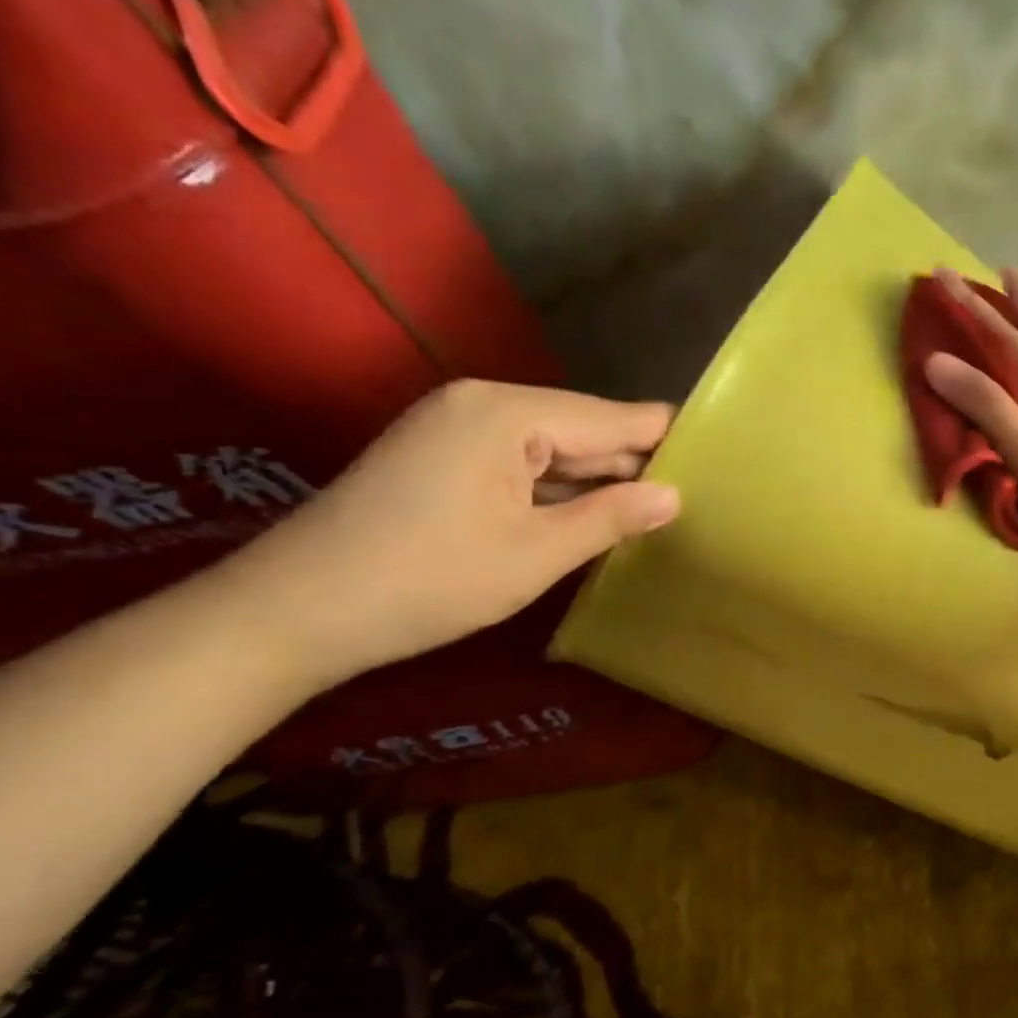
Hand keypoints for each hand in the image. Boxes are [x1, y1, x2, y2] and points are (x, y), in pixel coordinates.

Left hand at [221, 380, 679, 686]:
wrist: (294, 613)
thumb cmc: (427, 581)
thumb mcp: (535, 554)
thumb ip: (611, 517)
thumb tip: (674, 495)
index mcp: (508, 414)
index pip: (613, 418)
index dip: (668, 438)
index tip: (723, 456)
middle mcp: (483, 404)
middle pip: (585, 428)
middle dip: (636, 463)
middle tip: (702, 494)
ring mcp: (458, 429)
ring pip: (555, 449)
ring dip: (600, 480)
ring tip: (663, 507)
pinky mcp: (444, 457)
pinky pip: (523, 464)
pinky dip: (560, 489)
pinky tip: (598, 514)